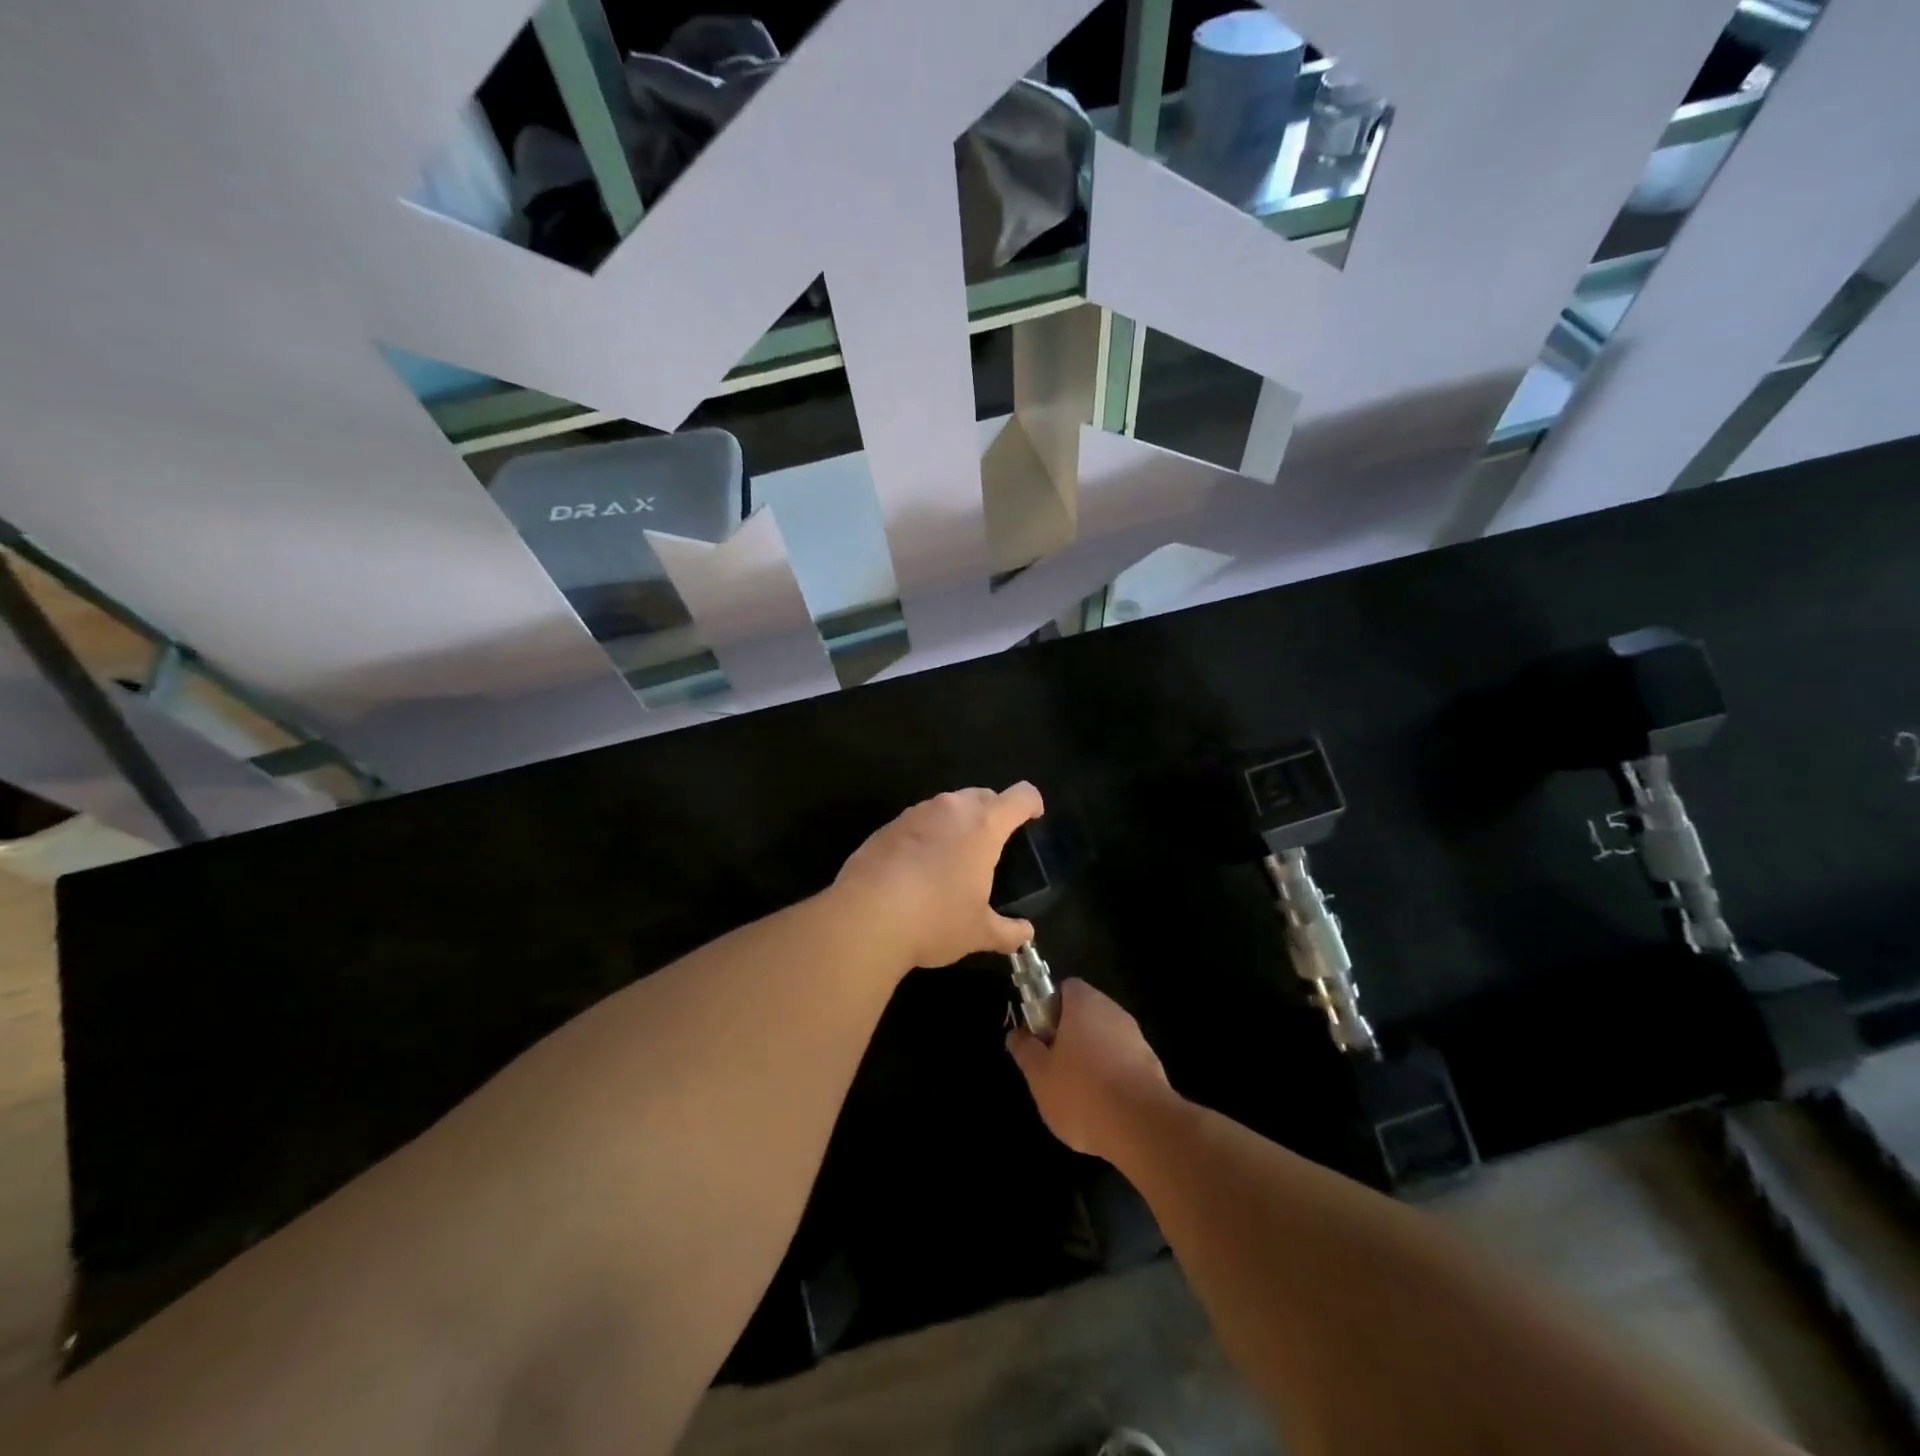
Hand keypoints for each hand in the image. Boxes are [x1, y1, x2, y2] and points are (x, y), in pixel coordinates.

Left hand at [834, 784, 1043, 969]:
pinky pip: (917, 822)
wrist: (865, 917)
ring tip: (954, 857)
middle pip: (982, 795)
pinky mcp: (886, 827)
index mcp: (983, 826)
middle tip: (994, 842)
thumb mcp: (978, 932)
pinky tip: (918, 868)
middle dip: (993, 811)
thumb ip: (1007, 931)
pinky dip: (926, 835)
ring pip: (946, 806)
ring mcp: (914, 814)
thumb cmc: (935, 920)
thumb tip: (1025, 935)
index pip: (1019, 797)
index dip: (1032, 803)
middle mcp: (950, 810)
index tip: (1034, 817)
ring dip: (957, 822)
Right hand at [1007, 979, 1178, 1161]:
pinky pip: (1123, 1062)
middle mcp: (1113, 1011)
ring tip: (1076, 1093)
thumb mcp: (1039, 1075)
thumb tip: (1016, 1034)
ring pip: (1105, 1039)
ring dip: (1090, 1057)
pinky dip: (1111, 1077)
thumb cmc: (1081, 1092)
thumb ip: (1025, 1050)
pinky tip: (1103, 1107)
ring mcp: (1136, 1038)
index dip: (1048, 1008)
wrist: (1143, 1127)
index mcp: (1084, 1003)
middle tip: (1052, 1067)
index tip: (1040, 1036)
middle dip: (1068, 1036)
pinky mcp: (1152, 1065)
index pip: (1064, 988)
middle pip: (1085, 1013)